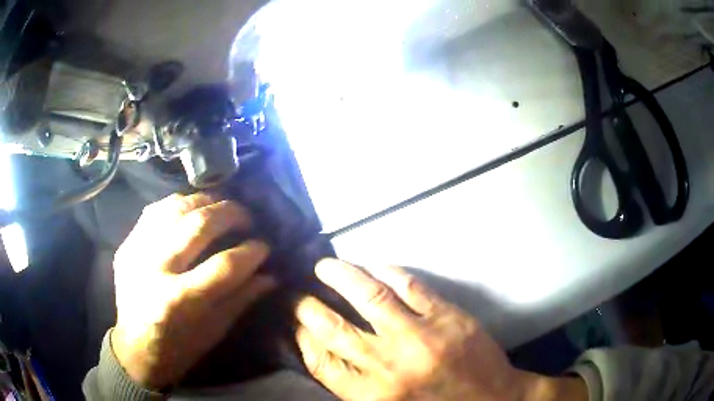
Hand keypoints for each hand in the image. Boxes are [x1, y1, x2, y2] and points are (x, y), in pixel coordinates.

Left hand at [111, 193, 274, 389]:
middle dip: (231, 214)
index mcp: (180, 301)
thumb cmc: (178, 348)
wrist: (134, 348)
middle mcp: (155, 268)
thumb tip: (269, 275)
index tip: (264, 246)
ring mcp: (136, 251)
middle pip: (198, 224)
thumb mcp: (214, 331)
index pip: (224, 265)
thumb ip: (241, 299)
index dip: (251, 252)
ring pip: (175, 208)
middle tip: (247, 218)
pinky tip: (190, 210)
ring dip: (205, 202)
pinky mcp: (127, 244)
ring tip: (220, 208)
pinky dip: (178, 205)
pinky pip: (154, 211)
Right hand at [295, 259, 586, 400]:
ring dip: (340, 276)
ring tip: (324, 267)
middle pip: (333, 327)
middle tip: (298, 295)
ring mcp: (419, 336)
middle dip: (307, 307)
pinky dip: (385, 272)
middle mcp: (388, 365)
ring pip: (368, 295)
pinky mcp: (446, 317)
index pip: (319, 360)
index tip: (294, 324)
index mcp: (371, 395)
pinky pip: (408, 285)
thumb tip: (323, 353)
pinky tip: (370, 266)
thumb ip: (355, 386)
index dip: (300, 338)